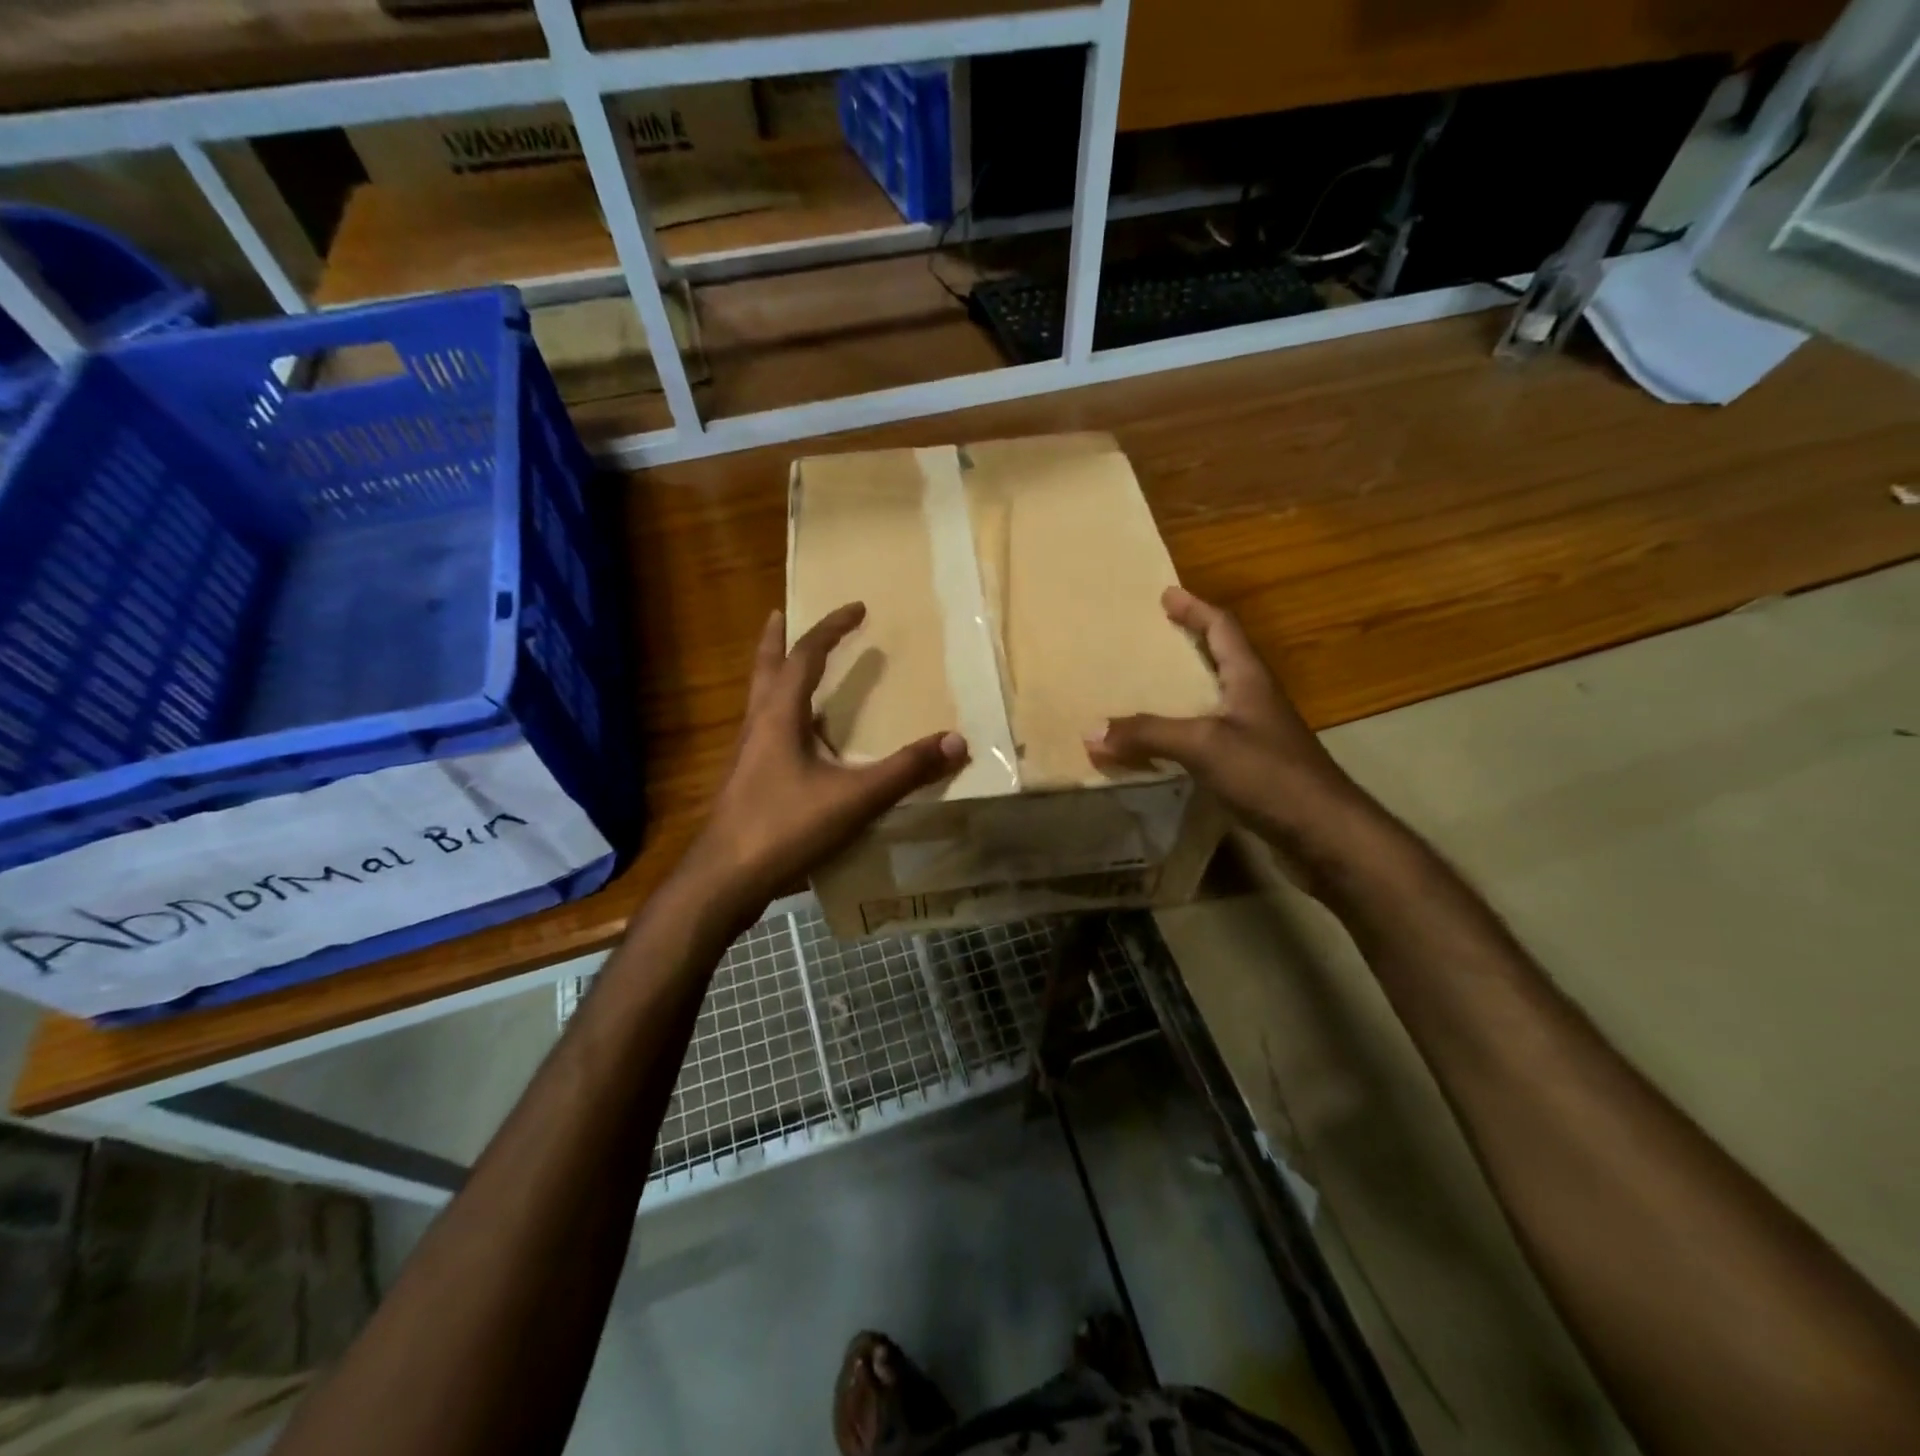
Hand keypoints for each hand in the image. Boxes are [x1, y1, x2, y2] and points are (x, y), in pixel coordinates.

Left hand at [683, 603, 968, 922]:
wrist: (724, 881)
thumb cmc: (784, 828)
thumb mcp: (855, 799)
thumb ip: (906, 770)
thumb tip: (957, 741)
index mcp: (779, 717)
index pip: (804, 657)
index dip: (831, 629)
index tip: (856, 608)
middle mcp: (757, 727)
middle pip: (764, 670)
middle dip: (777, 640)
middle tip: (782, 615)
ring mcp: (747, 757)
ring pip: (759, 701)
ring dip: (774, 677)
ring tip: (791, 669)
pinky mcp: (745, 784)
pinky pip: (763, 733)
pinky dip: (779, 717)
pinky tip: (796, 741)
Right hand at [1086, 587, 1366, 853]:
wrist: (1325, 834)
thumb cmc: (1270, 775)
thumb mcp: (1204, 745)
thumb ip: (1148, 735)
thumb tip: (1089, 731)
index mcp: (1249, 679)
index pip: (1223, 628)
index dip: (1195, 608)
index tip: (1166, 594)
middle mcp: (1254, 701)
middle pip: (1220, 660)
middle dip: (1186, 645)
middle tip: (1149, 639)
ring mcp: (1256, 736)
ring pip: (1212, 702)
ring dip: (1181, 692)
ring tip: (1144, 690)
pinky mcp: (1253, 769)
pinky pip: (1207, 740)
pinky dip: (1181, 735)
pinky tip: (1160, 748)